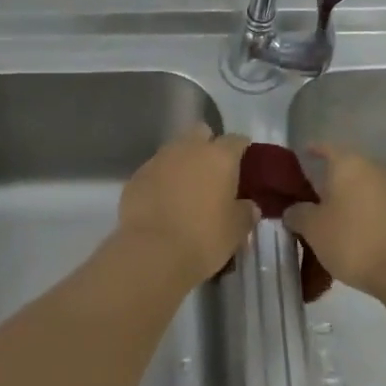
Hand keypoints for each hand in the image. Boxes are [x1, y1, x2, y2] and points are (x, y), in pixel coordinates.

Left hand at [118, 124, 258, 287]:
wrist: (151, 252)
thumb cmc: (203, 238)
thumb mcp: (236, 231)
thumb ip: (245, 212)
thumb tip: (249, 206)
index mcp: (219, 156)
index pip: (236, 140)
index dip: (242, 150)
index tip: (245, 165)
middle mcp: (188, 149)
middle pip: (201, 133)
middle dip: (208, 147)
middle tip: (213, 174)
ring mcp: (158, 160)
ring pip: (175, 150)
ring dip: (183, 164)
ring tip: (187, 191)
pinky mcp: (136, 176)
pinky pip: (155, 171)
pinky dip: (161, 181)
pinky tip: (163, 203)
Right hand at [284, 146, 385, 298]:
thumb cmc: (352, 241)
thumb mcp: (313, 229)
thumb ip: (297, 214)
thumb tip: (294, 210)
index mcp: (349, 165)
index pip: (326, 148)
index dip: (312, 152)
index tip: (301, 158)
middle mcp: (374, 169)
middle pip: (347, 169)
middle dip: (329, 181)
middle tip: (311, 199)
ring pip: (364, 188)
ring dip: (349, 200)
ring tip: (332, 221)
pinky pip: (379, 206)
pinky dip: (365, 214)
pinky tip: (356, 234)